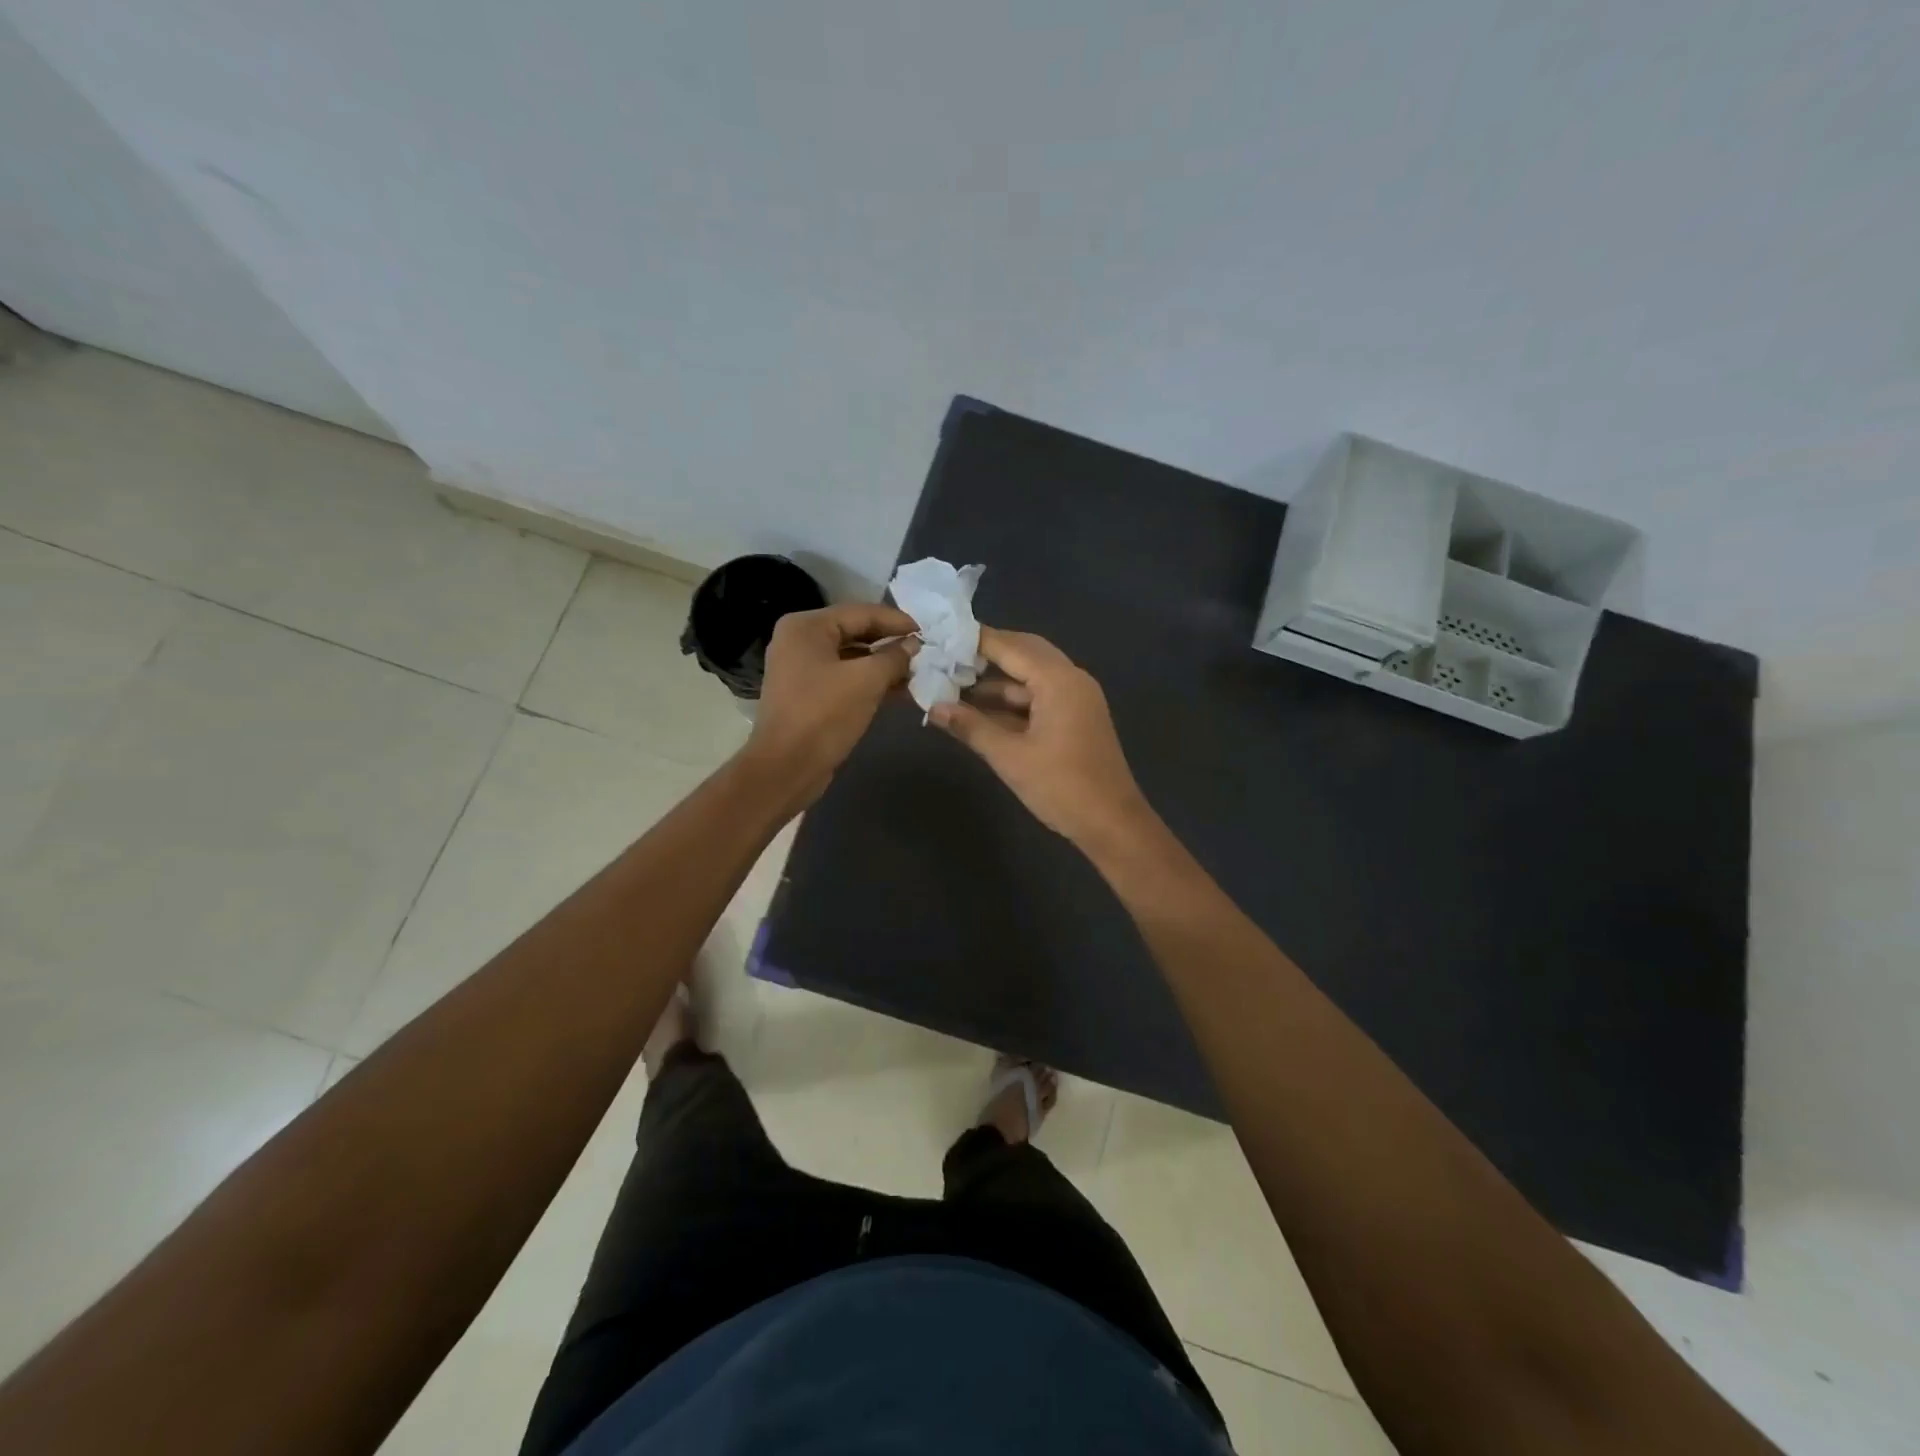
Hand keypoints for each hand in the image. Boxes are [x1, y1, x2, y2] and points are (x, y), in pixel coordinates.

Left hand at [743, 602, 916, 804]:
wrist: (787, 768)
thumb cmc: (824, 715)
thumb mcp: (866, 680)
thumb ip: (894, 657)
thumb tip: (914, 646)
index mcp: (806, 627)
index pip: (861, 612)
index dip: (897, 621)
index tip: (928, 632)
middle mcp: (800, 640)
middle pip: (855, 632)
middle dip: (891, 643)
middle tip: (925, 651)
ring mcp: (801, 668)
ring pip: (851, 657)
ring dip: (884, 665)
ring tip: (918, 672)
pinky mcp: (808, 694)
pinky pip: (844, 677)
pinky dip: (869, 682)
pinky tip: (899, 691)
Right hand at [929, 628, 1155, 850]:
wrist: (1112, 824)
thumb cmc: (1061, 786)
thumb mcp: (1009, 757)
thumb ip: (971, 727)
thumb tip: (933, 708)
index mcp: (1058, 680)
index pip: (1010, 646)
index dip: (976, 640)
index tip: (941, 636)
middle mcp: (1071, 679)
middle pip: (1024, 653)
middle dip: (986, 655)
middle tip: (947, 656)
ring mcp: (1076, 699)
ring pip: (1031, 677)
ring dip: (997, 682)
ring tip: (953, 685)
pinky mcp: (1076, 719)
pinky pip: (1040, 697)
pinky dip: (1012, 701)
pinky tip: (980, 712)